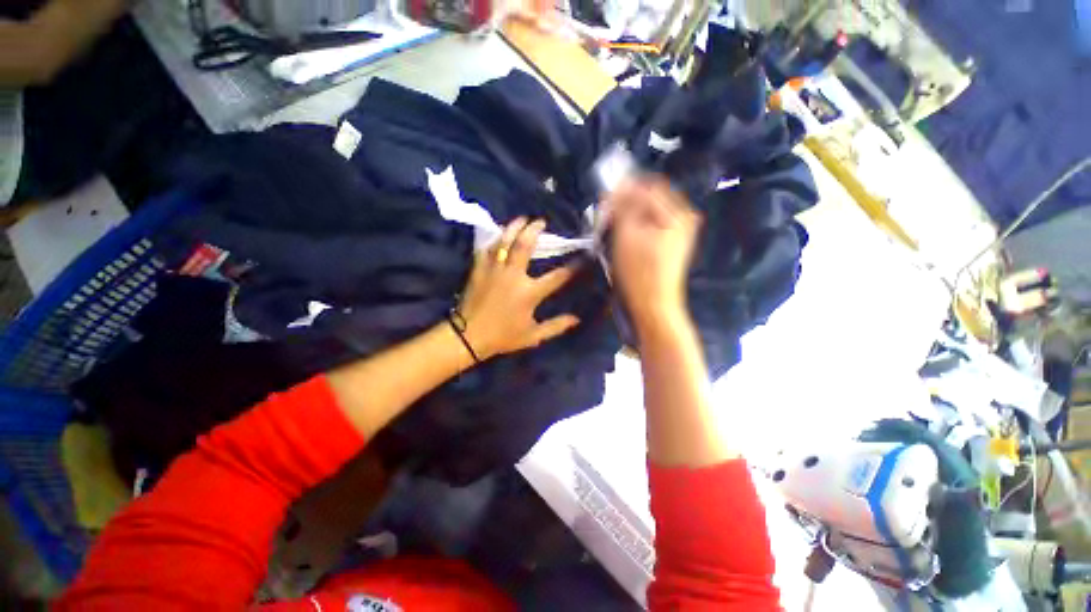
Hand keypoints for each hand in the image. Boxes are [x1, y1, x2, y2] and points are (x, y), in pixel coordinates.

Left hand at [457, 217, 580, 359]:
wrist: (468, 336)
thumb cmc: (503, 337)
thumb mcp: (533, 336)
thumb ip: (556, 326)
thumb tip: (577, 319)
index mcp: (529, 293)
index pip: (557, 277)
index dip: (572, 267)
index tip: (582, 258)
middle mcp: (513, 276)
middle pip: (525, 246)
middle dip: (534, 230)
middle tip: (541, 221)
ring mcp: (494, 270)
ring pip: (504, 241)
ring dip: (514, 227)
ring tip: (522, 219)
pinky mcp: (479, 269)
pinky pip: (487, 248)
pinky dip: (495, 239)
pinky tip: (500, 235)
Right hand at [606, 176, 700, 331]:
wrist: (654, 305)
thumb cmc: (638, 272)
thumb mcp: (626, 236)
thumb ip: (624, 206)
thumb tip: (619, 184)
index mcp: (676, 213)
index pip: (647, 186)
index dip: (624, 190)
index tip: (605, 202)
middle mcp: (684, 216)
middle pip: (652, 196)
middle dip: (629, 202)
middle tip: (609, 215)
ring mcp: (682, 230)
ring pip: (652, 210)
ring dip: (632, 213)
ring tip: (615, 227)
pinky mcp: (675, 241)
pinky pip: (655, 223)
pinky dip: (640, 224)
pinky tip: (628, 236)